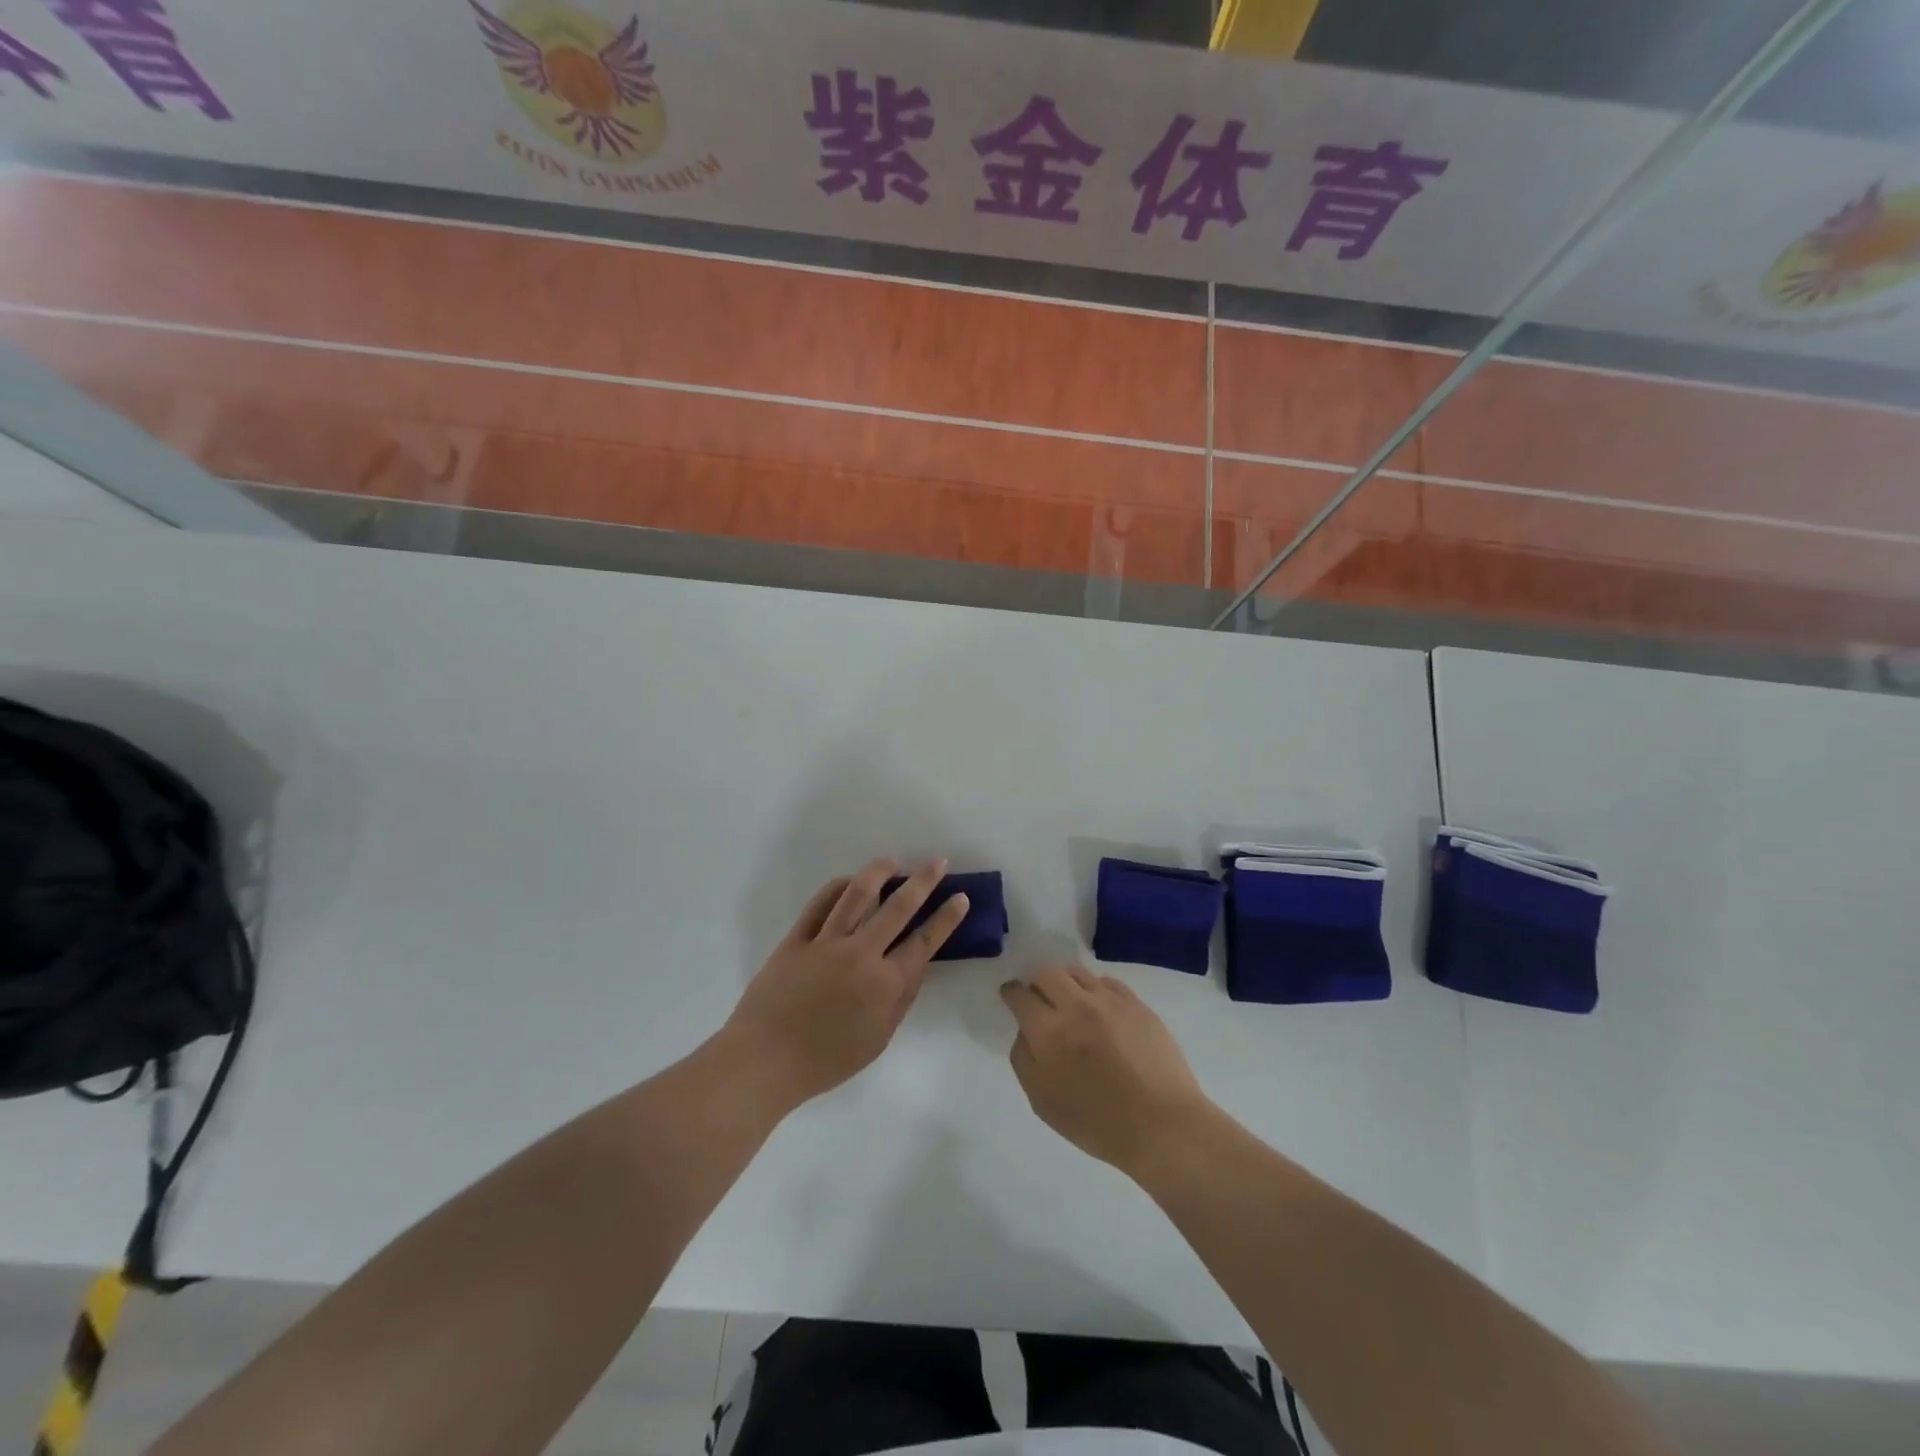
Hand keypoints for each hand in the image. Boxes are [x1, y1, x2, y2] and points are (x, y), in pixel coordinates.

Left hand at [725, 860, 967, 1109]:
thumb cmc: (826, 1061)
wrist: (764, 1061)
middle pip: (897, 908)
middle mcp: (860, 955)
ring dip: (879, 872)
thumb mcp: (877, 1040)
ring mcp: (826, 943)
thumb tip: (919, 966)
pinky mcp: (796, 939)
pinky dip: (837, 887)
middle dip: (923, 882)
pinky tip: (848, 881)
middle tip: (937, 863)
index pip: (924, 942)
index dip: (946, 918)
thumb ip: (902, 1000)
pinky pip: (819, 905)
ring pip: (857, 895)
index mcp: (884, 984)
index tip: (960, 897)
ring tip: (893, 862)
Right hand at [1000, 964, 1214, 1178]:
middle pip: (1047, 973)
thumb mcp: (1043, 1102)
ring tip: (1070, 1001)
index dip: (1011, 993)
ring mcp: (1110, 1002)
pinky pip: (1107, 982)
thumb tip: (1025, 1031)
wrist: (1163, 1126)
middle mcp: (1077, 1007)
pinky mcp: (1137, 1004)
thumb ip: (1024, 1059)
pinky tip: (1099, 1009)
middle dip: (1037, 983)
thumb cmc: (1098, 1123)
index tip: (1011, 996)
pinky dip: (1095, 989)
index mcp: (1050, 1033)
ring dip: (1066, 982)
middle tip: (1040, 999)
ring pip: (1077, 972)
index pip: (1020, 995)